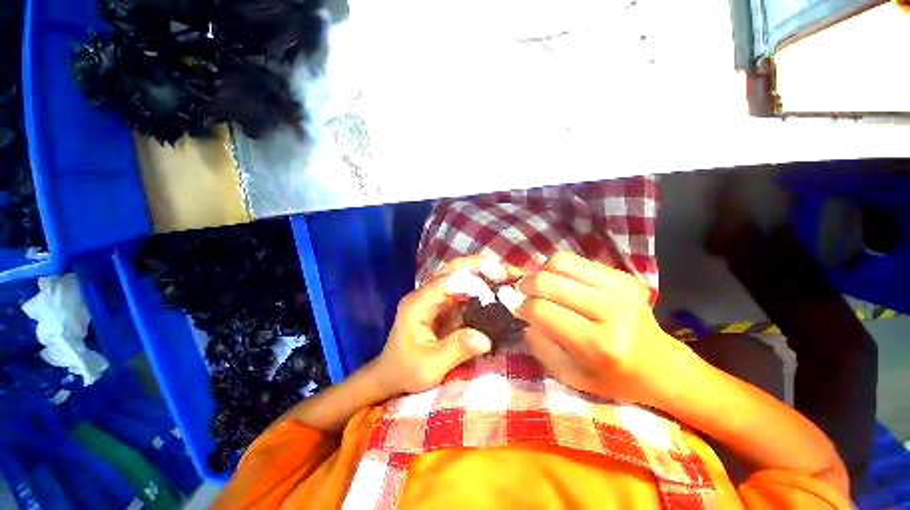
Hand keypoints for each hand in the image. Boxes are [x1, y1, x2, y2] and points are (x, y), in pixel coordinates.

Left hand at [374, 256, 513, 394]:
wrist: (391, 374)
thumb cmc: (405, 371)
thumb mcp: (429, 366)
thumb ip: (456, 349)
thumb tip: (486, 338)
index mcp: (417, 304)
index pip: (445, 282)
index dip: (471, 280)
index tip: (497, 284)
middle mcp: (425, 294)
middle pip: (453, 270)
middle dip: (481, 267)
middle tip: (507, 272)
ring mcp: (435, 298)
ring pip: (461, 277)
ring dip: (484, 275)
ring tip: (509, 277)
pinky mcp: (443, 305)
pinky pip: (464, 292)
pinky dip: (482, 289)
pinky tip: (497, 291)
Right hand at [516, 252, 694, 404]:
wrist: (660, 365)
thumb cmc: (612, 378)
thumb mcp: (570, 377)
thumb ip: (540, 347)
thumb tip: (524, 315)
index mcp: (598, 344)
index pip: (542, 310)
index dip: (524, 309)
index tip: (522, 313)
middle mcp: (611, 310)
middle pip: (547, 281)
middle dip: (527, 286)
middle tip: (525, 295)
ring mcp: (619, 288)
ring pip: (559, 262)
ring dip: (542, 273)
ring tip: (543, 286)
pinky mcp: (622, 275)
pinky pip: (575, 259)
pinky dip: (558, 268)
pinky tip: (561, 282)